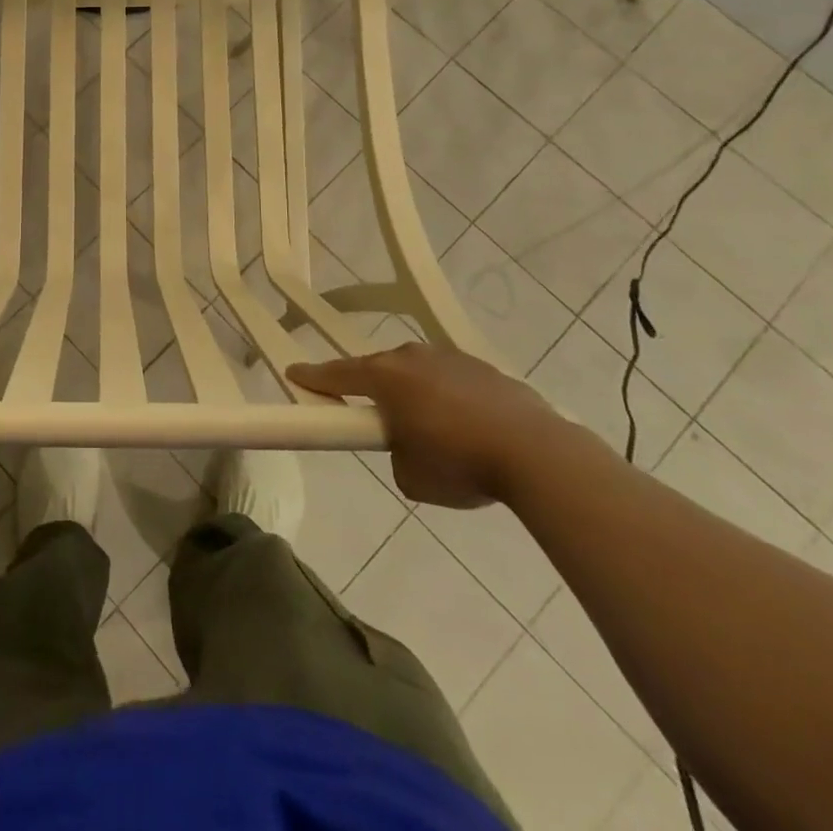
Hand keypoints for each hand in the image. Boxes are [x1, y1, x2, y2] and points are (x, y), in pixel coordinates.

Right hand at [287, 343, 559, 508]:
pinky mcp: (487, 370)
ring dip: (416, 393)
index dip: (313, 377)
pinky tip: (469, 429)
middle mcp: (413, 357)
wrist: (538, 455)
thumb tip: (408, 445)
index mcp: (386, 377)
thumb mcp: (410, 475)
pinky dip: (451, 400)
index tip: (294, 374)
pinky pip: (454, 381)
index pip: (337, 374)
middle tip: (374, 417)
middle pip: (380, 370)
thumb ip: (395, 453)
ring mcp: (452, 359)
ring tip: (432, 430)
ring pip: (419, 373)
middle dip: (374, 390)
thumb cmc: (460, 463)